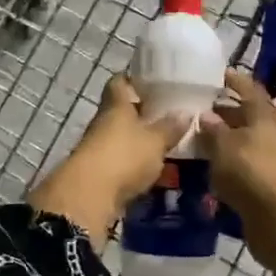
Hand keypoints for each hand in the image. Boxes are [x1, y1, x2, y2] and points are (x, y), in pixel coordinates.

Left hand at [28, 75, 188, 247]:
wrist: (89, 196)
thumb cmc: (124, 156)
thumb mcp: (155, 140)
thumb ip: (170, 127)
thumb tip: (186, 112)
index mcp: (116, 105)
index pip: (119, 82)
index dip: (132, 78)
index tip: (150, 79)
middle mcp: (104, 122)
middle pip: (121, 111)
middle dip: (142, 112)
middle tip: (168, 113)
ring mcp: (99, 148)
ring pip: (122, 137)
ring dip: (139, 140)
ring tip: (167, 143)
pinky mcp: (99, 173)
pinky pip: (121, 161)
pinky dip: (135, 163)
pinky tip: (155, 168)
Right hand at [195, 70, 275, 230]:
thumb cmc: (251, 170)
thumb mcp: (223, 145)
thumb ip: (212, 129)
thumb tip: (205, 115)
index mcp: (264, 113)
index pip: (248, 87)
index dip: (232, 80)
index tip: (214, 75)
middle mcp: (270, 131)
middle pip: (246, 114)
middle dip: (223, 110)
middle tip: (197, 107)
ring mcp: (271, 157)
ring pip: (244, 140)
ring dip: (224, 138)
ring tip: (197, 136)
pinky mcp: (266, 182)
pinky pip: (243, 163)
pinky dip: (227, 161)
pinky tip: (208, 164)